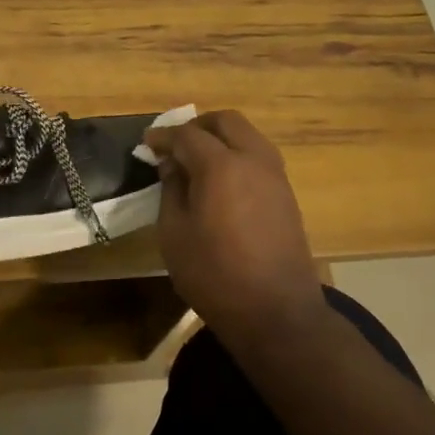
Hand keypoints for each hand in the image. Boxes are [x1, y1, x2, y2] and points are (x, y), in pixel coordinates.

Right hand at [142, 111, 325, 341]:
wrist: (277, 313)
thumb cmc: (215, 275)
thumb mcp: (174, 234)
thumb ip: (171, 190)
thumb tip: (173, 166)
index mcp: (221, 166)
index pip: (188, 135)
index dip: (164, 136)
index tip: (147, 144)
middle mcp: (253, 160)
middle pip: (226, 121)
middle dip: (198, 125)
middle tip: (176, 145)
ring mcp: (275, 176)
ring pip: (248, 136)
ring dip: (221, 139)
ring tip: (197, 163)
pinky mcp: (286, 195)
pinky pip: (259, 158)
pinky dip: (237, 156)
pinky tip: (221, 182)